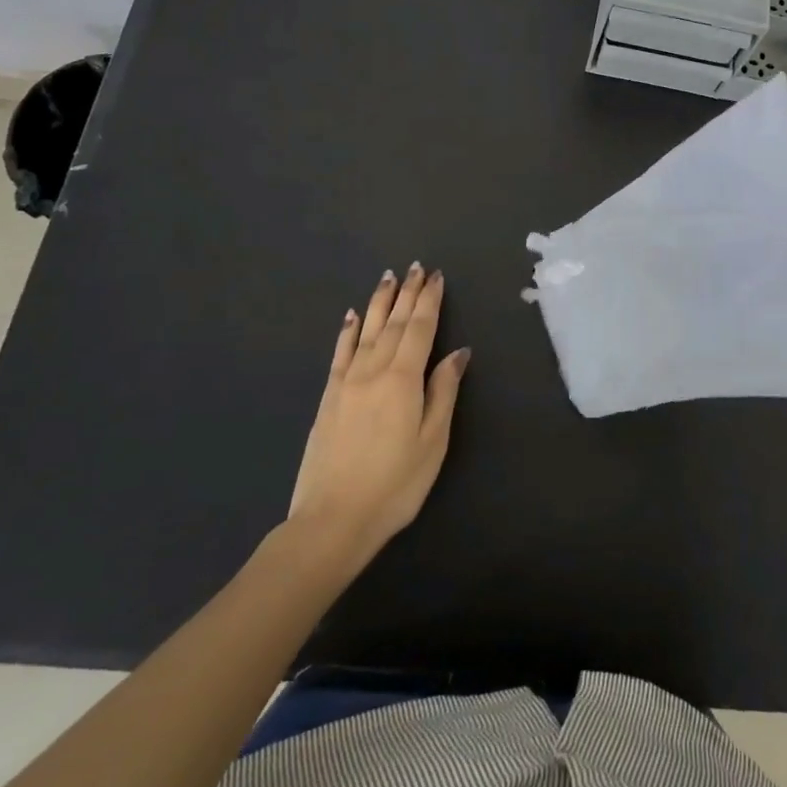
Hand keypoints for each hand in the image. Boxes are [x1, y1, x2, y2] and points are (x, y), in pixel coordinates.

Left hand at [284, 263, 469, 574]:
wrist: (332, 519)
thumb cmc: (395, 483)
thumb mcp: (433, 440)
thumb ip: (443, 391)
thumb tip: (458, 352)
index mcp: (403, 379)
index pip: (420, 329)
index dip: (429, 301)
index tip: (436, 276)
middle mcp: (373, 371)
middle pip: (393, 324)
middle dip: (407, 294)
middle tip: (415, 267)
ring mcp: (346, 383)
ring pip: (366, 331)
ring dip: (379, 303)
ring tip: (388, 278)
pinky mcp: (328, 398)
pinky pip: (340, 353)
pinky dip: (348, 331)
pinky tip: (352, 316)